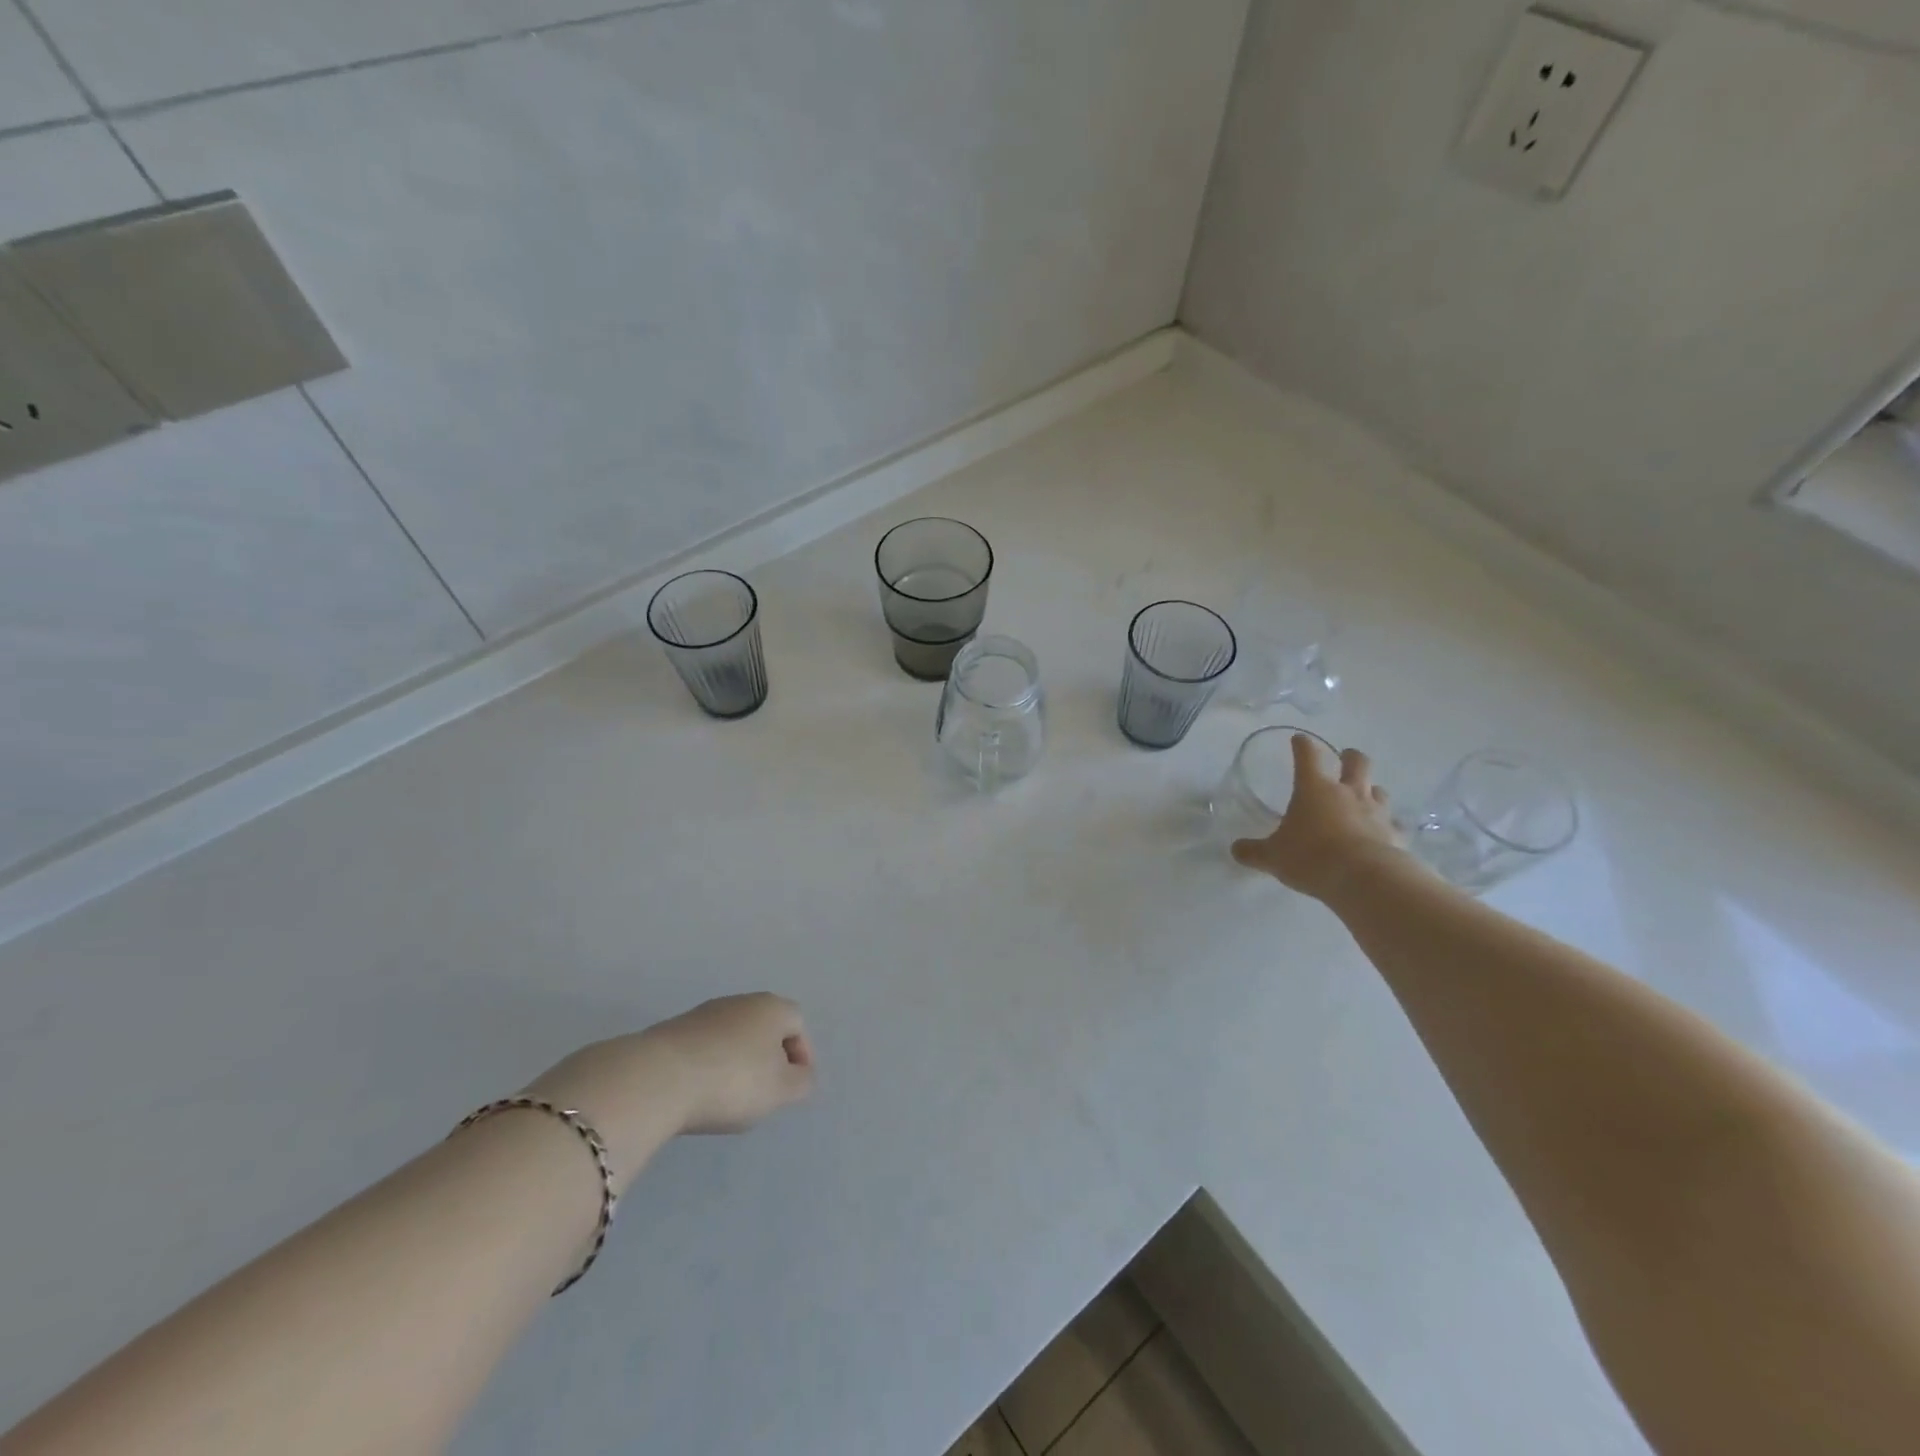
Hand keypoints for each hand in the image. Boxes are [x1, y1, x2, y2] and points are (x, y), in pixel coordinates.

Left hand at [636, 993, 816, 1134]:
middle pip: (765, 1027)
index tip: (793, 1087)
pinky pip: (705, 1047)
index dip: (802, 1055)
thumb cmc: (732, 1081)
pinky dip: (710, 1066)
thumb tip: (802, 1074)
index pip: (798, 1024)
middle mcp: (741, 1001)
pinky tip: (701, 1092)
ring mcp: (704, 1013)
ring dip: (738, 1062)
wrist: (658, 1078)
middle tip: (765, 1092)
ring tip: (730, 1097)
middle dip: (769, 1057)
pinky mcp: (673, 1030)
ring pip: (733, 1036)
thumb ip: (802, 1082)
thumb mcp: (780, 1091)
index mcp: (772, 1007)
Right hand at [1231, 736, 1408, 900]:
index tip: (1299, 739)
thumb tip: (1235, 849)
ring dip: (1371, 790)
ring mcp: (1376, 812)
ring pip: (1379, 790)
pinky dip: (1389, 826)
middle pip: (1356, 763)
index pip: (1307, 756)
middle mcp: (1348, 793)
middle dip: (1350, 757)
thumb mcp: (1273, 856)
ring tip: (1365, 796)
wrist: (1365, 879)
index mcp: (1314, 789)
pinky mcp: (1396, 835)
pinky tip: (1385, 833)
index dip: (1302, 745)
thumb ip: (1254, 851)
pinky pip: (1394, 825)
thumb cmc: (1311, 857)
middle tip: (1345, 757)